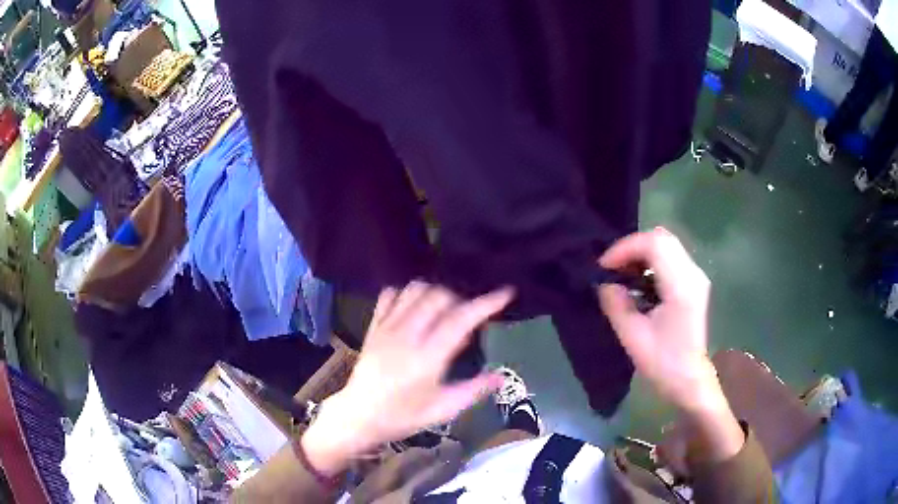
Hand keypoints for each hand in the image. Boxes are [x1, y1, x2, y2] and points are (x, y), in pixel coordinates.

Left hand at [302, 282, 512, 474]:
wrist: (359, 415)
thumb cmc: (403, 416)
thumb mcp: (443, 410)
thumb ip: (473, 390)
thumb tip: (501, 377)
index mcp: (428, 358)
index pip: (461, 320)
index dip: (486, 303)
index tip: (506, 293)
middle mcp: (407, 336)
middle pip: (438, 297)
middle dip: (460, 300)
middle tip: (468, 317)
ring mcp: (387, 328)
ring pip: (414, 290)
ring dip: (435, 293)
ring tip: (443, 311)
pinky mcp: (373, 327)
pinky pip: (389, 295)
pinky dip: (406, 294)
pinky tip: (414, 308)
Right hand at [598, 227, 713, 411]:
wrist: (690, 380)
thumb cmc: (663, 363)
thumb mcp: (633, 337)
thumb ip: (616, 305)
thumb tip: (605, 284)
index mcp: (681, 286)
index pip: (655, 244)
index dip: (625, 248)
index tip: (605, 267)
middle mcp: (693, 274)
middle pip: (662, 238)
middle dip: (632, 247)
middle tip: (612, 267)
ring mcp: (695, 277)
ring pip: (666, 245)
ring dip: (640, 253)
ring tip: (621, 273)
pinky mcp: (693, 283)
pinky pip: (670, 257)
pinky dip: (650, 261)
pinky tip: (638, 281)